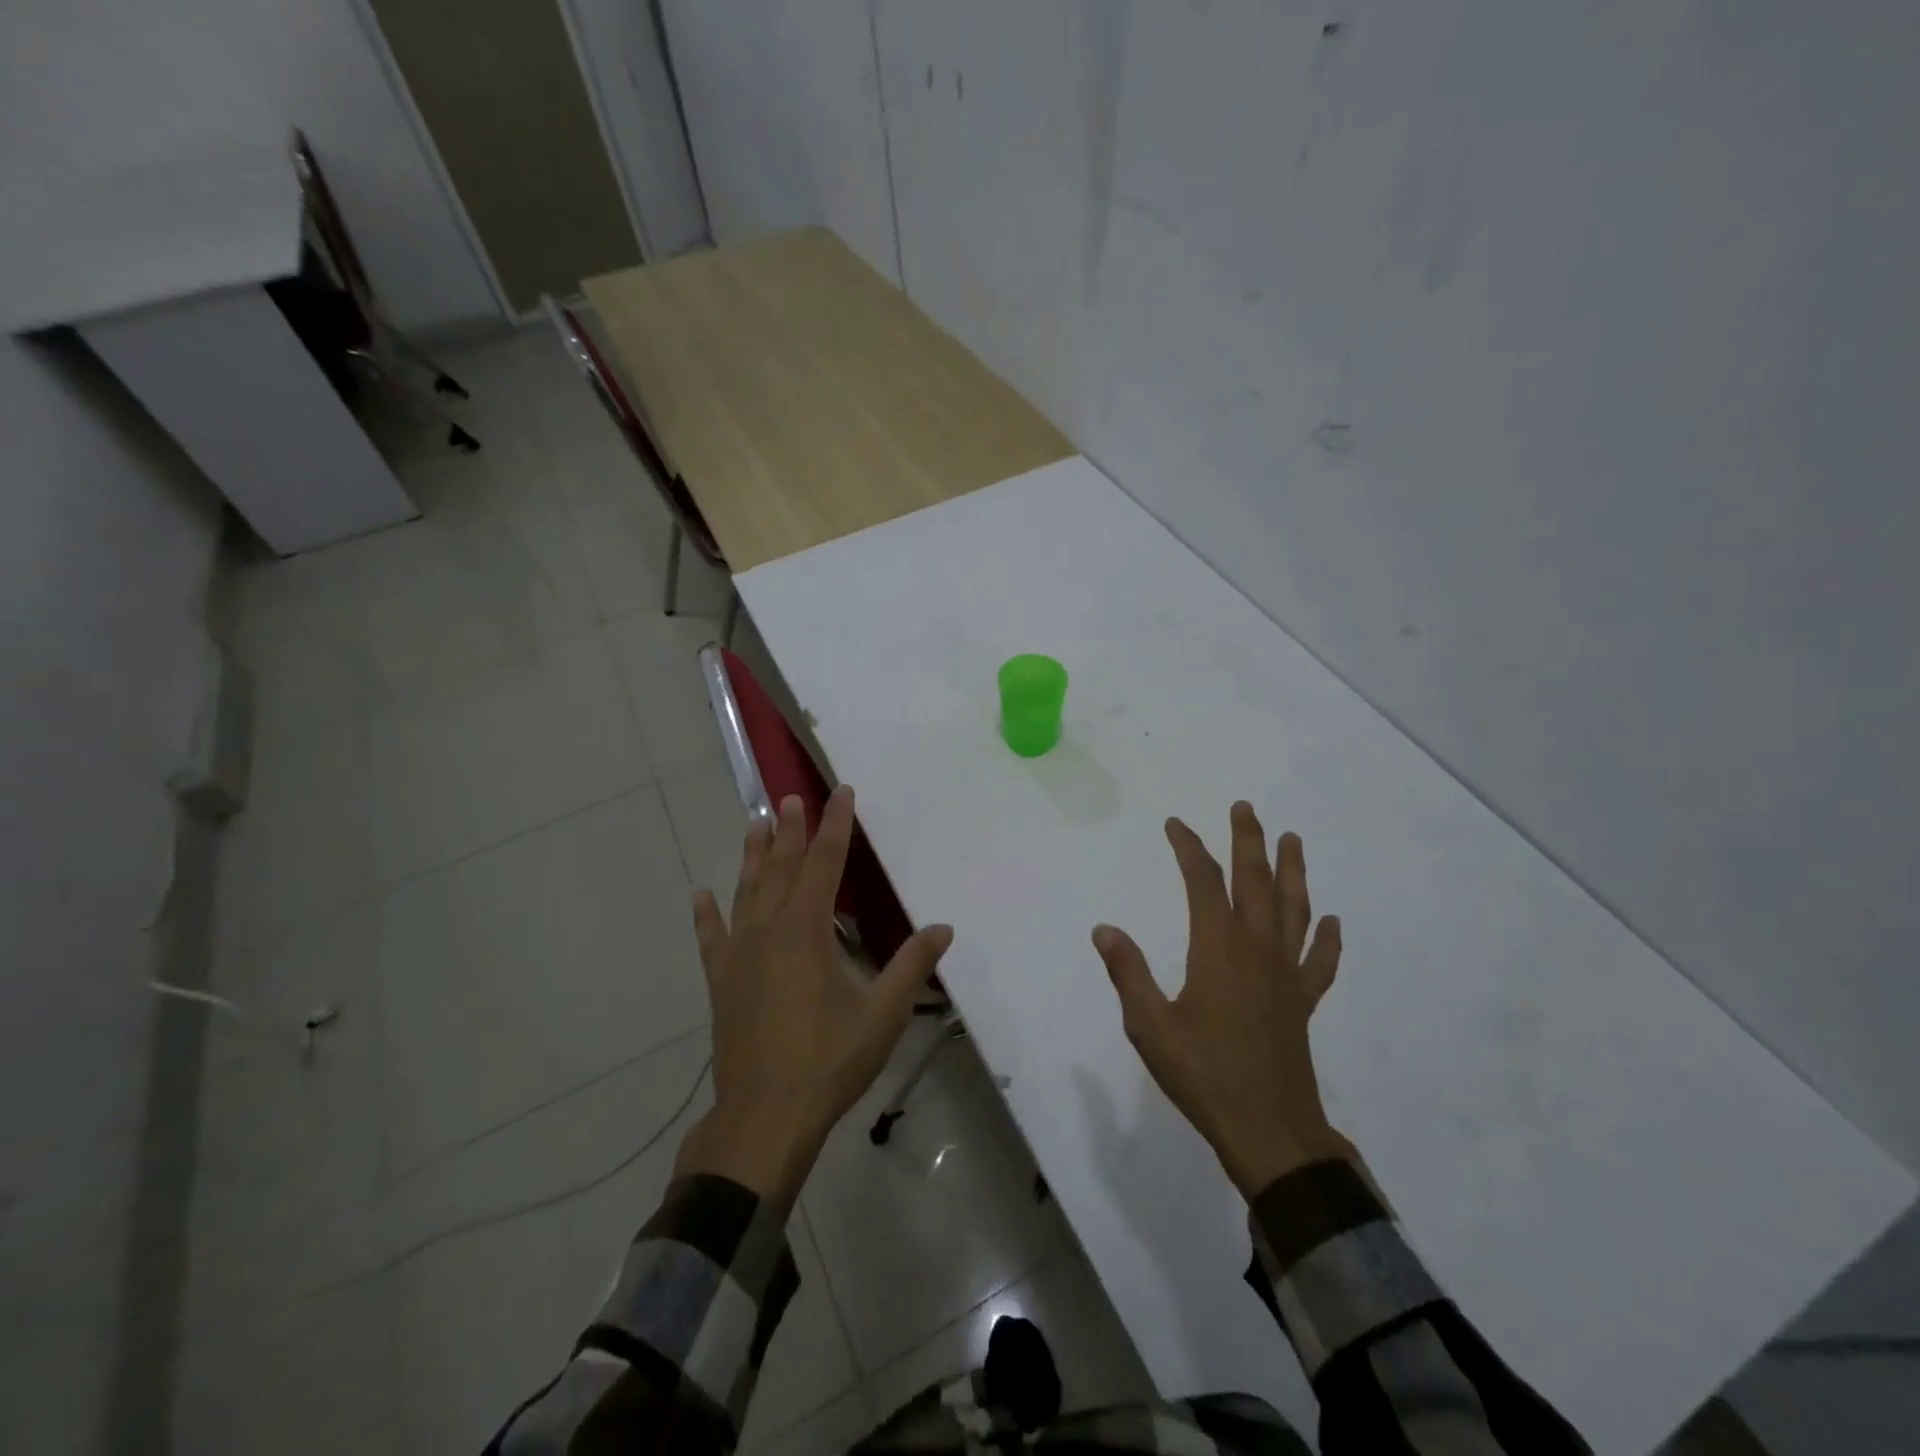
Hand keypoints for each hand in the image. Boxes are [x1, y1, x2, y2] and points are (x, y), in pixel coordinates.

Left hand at [676, 786, 953, 1209]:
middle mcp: (769, 930)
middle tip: (789, 797)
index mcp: (807, 930)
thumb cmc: (828, 1061)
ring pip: (746, 892)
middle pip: (780, 868)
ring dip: (752, 856)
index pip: (825, 863)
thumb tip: (943, 928)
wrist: (764, 1118)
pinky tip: (700, 896)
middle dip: (789, 830)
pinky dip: (706, 915)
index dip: (836, 826)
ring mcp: (739, 955)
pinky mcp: (722, 982)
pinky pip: (711, 938)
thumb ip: (911, 966)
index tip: (840, 793)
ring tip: (754, 823)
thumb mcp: (882, 1015)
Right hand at [1093, 802, 1354, 1199]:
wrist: (1268, 1130)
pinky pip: (1319, 962)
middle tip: (1245, 808)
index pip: (1203, 882)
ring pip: (1294, 910)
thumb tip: (1104, 928)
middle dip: (1249, 841)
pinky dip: (1326, 939)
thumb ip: (1128, 972)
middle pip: (1255, 882)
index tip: (1176, 825)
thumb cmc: (1203, 1074)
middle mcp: (1257, 950)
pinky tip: (1330, 921)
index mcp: (1217, 949)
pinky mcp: (1303, 1002)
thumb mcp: (1149, 1025)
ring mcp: (1286, 975)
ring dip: (1293, 872)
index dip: (1189, 848)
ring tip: (1292, 840)